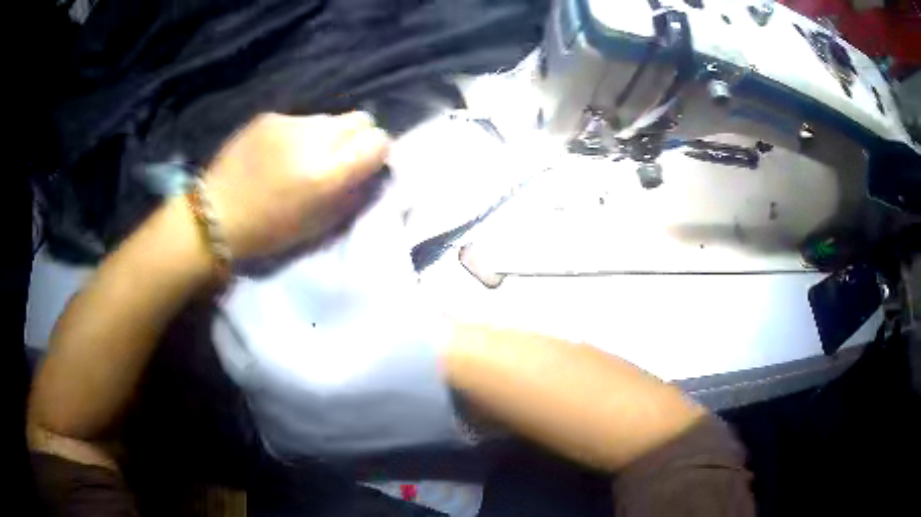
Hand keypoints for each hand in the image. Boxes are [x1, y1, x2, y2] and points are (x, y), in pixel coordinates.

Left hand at [203, 112, 389, 259]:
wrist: (215, 214)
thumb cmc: (268, 232)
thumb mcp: (318, 226)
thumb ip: (351, 195)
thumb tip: (371, 171)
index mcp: (327, 174)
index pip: (377, 141)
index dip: (377, 151)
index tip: (366, 163)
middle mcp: (313, 140)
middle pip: (360, 119)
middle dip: (357, 138)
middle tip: (339, 158)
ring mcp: (289, 123)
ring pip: (329, 118)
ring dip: (326, 135)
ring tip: (302, 156)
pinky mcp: (269, 117)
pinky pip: (299, 120)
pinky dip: (298, 134)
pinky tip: (277, 152)